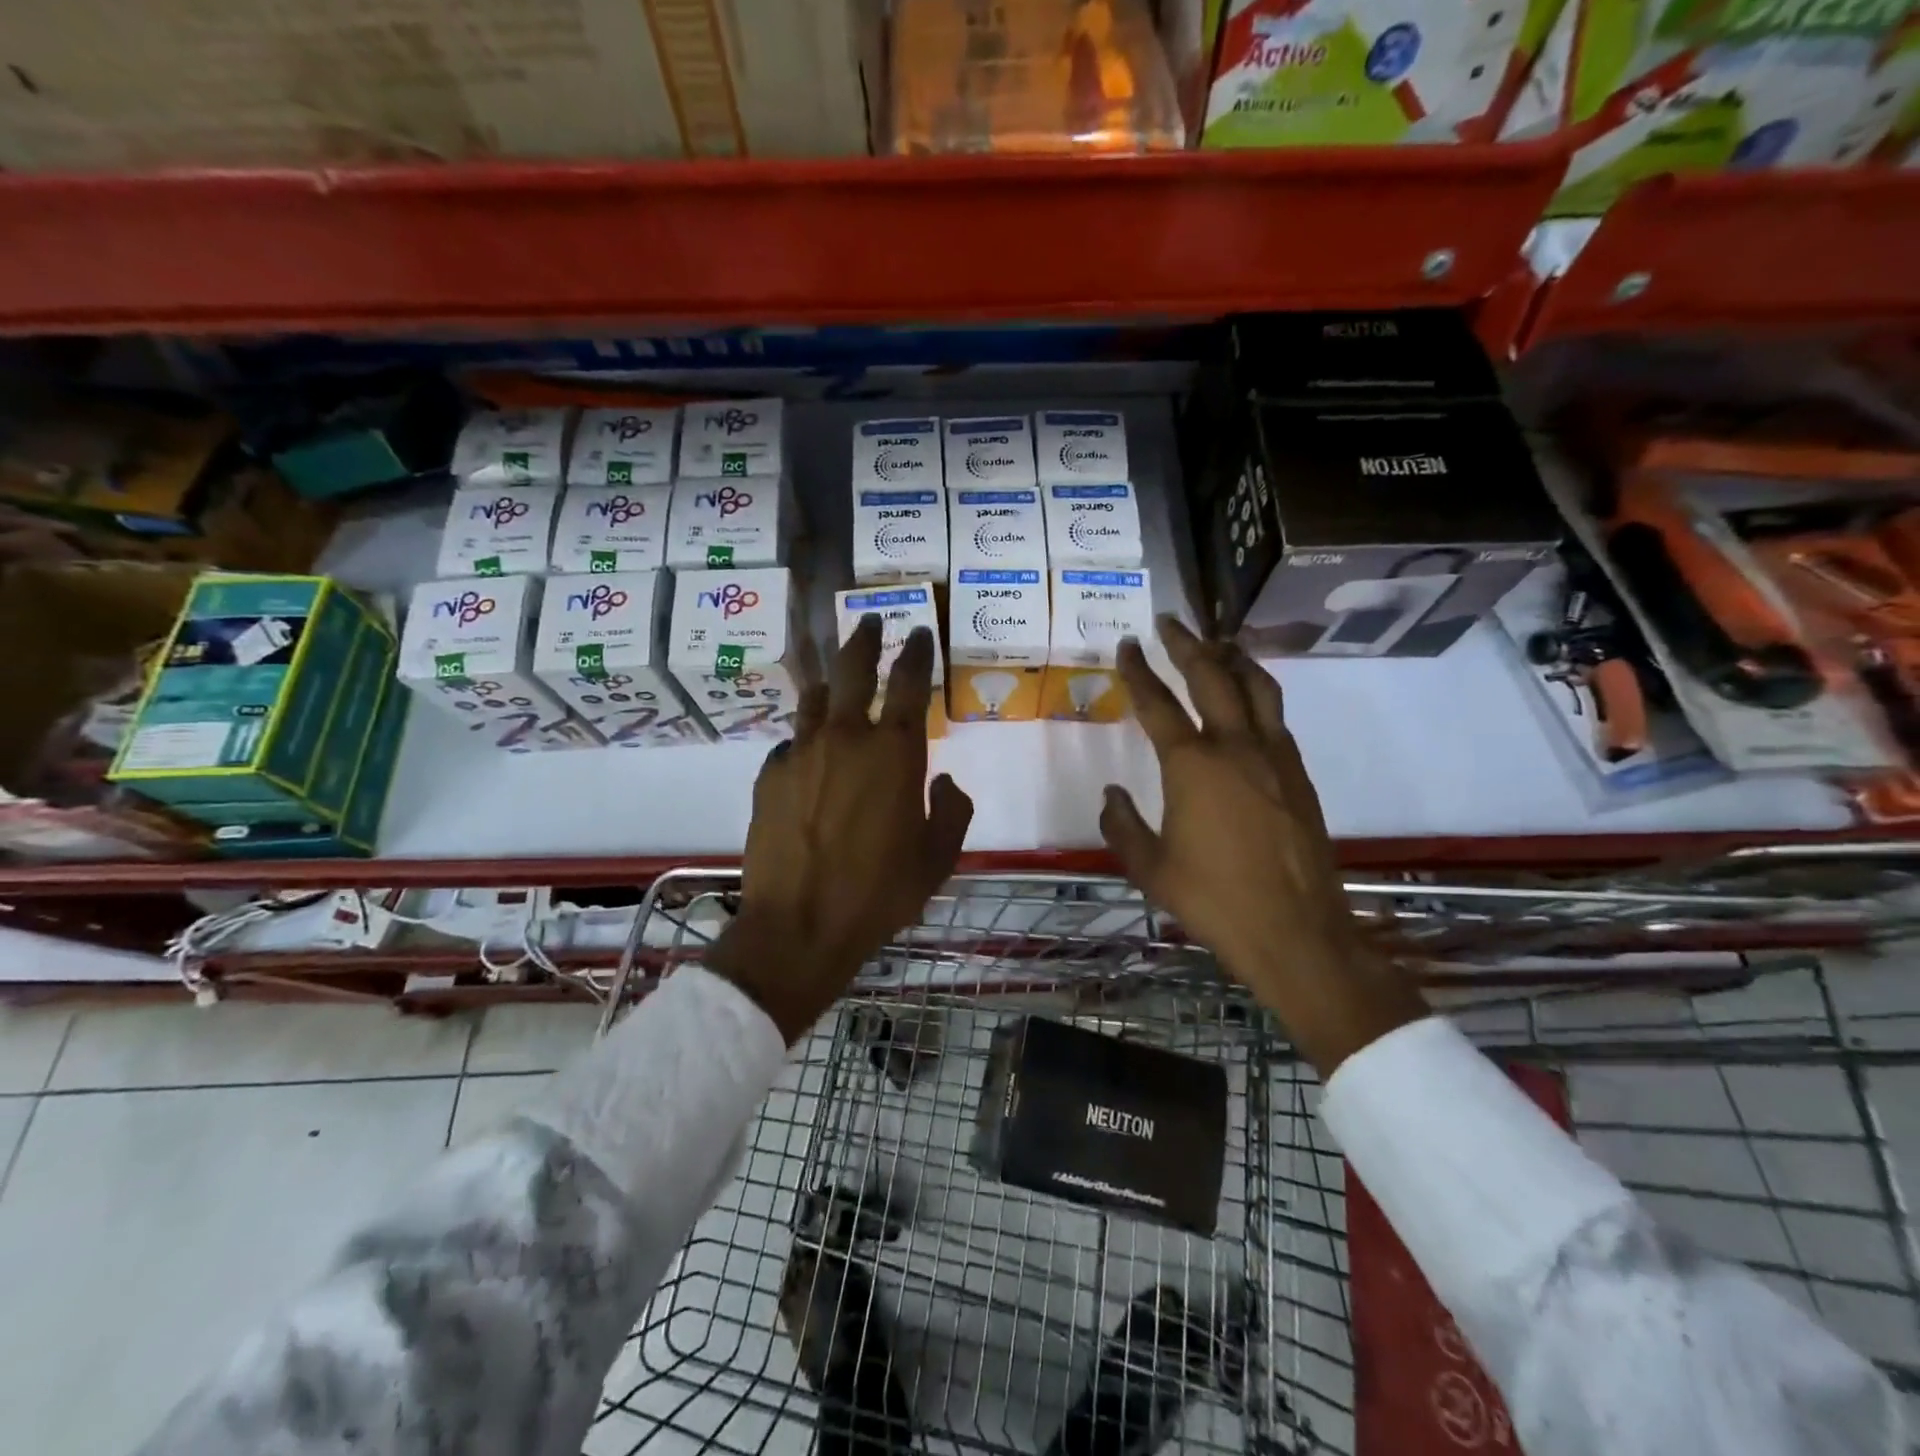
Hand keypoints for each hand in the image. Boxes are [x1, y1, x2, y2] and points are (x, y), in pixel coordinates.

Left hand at [707, 616, 972, 1041]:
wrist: (799, 926)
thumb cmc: (879, 894)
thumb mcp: (937, 859)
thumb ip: (951, 812)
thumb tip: (942, 782)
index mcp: (895, 753)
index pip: (909, 682)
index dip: (916, 651)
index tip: (919, 632)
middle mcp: (847, 739)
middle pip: (853, 668)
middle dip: (865, 638)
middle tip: (870, 620)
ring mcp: (802, 753)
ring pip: (815, 697)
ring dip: (829, 680)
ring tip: (834, 677)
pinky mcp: (769, 775)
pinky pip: (791, 743)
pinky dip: (804, 739)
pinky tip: (807, 755)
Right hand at [1102, 617, 1425, 1074]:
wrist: (1296, 931)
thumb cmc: (1214, 900)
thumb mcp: (1150, 868)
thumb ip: (1122, 825)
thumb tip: (1111, 794)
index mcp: (1193, 766)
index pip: (1158, 703)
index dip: (1138, 671)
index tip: (1128, 645)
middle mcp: (1236, 747)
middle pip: (1211, 676)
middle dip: (1187, 644)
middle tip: (1170, 622)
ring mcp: (1275, 757)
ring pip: (1256, 687)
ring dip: (1232, 658)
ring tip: (1216, 641)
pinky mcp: (1299, 774)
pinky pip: (1275, 715)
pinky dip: (1257, 691)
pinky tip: (1248, 698)